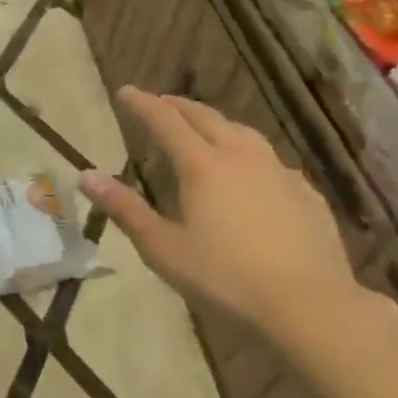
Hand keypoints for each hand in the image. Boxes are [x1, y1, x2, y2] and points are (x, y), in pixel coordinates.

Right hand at [79, 87, 359, 339]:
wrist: (311, 306)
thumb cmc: (227, 278)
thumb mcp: (164, 249)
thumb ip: (125, 210)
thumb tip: (86, 176)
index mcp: (202, 165)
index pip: (165, 120)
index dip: (143, 104)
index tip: (125, 92)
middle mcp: (240, 156)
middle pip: (205, 117)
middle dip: (178, 106)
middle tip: (159, 103)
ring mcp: (279, 172)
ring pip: (242, 132)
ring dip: (216, 122)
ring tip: (204, 127)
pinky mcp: (306, 193)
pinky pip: (271, 159)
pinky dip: (249, 152)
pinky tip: (252, 171)